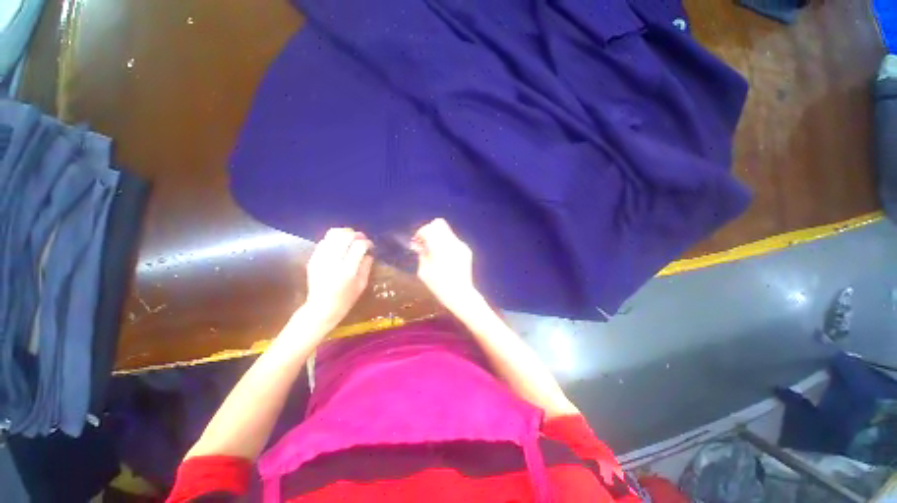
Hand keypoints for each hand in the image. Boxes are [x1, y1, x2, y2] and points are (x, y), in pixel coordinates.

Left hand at [302, 228, 373, 328]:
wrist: (321, 308)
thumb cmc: (346, 299)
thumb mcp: (362, 284)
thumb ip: (366, 266)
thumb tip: (369, 253)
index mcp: (348, 270)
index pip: (359, 246)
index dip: (367, 242)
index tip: (370, 245)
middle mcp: (333, 262)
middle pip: (345, 237)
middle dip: (356, 234)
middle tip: (362, 238)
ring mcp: (320, 260)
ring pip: (332, 235)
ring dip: (344, 233)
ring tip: (351, 237)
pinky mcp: (313, 259)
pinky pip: (323, 242)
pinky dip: (333, 239)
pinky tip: (339, 244)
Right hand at [410, 218, 480, 315]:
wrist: (461, 294)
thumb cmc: (439, 286)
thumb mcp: (424, 272)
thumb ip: (421, 254)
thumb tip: (419, 245)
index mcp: (440, 248)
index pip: (429, 229)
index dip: (420, 232)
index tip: (417, 241)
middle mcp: (452, 243)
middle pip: (439, 224)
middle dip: (430, 230)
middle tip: (425, 242)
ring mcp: (461, 245)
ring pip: (447, 231)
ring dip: (438, 237)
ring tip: (434, 251)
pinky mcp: (466, 250)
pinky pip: (453, 240)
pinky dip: (446, 243)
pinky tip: (444, 257)